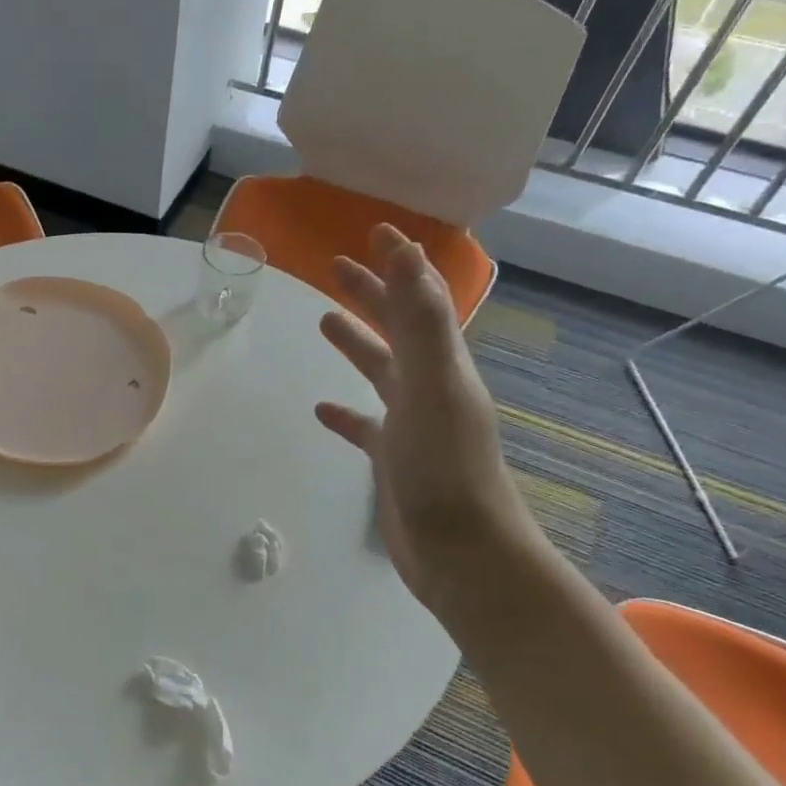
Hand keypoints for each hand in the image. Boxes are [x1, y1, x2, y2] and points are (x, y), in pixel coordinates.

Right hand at [314, 225, 538, 601]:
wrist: (463, 554)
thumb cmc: (445, 468)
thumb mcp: (432, 385)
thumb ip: (419, 319)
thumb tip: (405, 250)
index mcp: (441, 365)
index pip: (421, 299)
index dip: (400, 264)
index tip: (374, 231)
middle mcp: (430, 387)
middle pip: (398, 328)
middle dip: (370, 294)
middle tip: (335, 265)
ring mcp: (412, 425)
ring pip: (380, 371)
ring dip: (357, 342)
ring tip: (323, 320)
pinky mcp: (393, 460)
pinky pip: (364, 425)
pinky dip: (344, 412)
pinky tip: (322, 408)